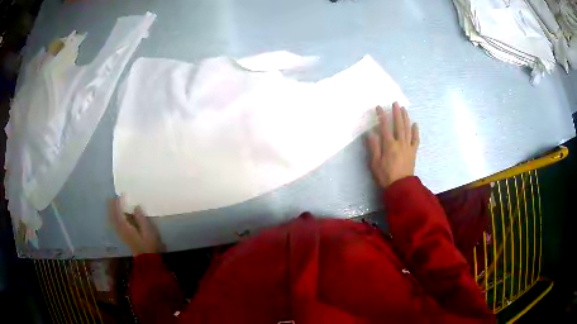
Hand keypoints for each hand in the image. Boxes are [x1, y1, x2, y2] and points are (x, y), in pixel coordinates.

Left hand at [109, 196, 164, 255]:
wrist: (147, 259)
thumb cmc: (149, 244)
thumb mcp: (148, 231)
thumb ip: (141, 218)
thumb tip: (136, 206)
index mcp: (126, 227)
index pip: (119, 212)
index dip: (119, 203)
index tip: (121, 194)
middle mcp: (121, 229)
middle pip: (113, 216)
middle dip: (112, 206)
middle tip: (114, 197)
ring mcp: (121, 233)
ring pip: (113, 220)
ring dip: (112, 211)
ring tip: (113, 203)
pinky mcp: (123, 236)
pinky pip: (115, 223)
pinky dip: (114, 217)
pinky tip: (116, 215)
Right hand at [367, 102, 418, 188]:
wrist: (401, 187)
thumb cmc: (386, 175)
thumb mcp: (375, 163)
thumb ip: (374, 147)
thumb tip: (371, 133)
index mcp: (389, 145)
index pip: (385, 126)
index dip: (382, 116)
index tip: (379, 107)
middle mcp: (400, 143)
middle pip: (398, 125)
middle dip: (396, 113)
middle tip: (395, 103)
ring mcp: (408, 147)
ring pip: (407, 129)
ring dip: (406, 118)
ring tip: (404, 109)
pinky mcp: (413, 152)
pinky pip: (415, 139)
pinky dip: (415, 131)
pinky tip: (415, 124)